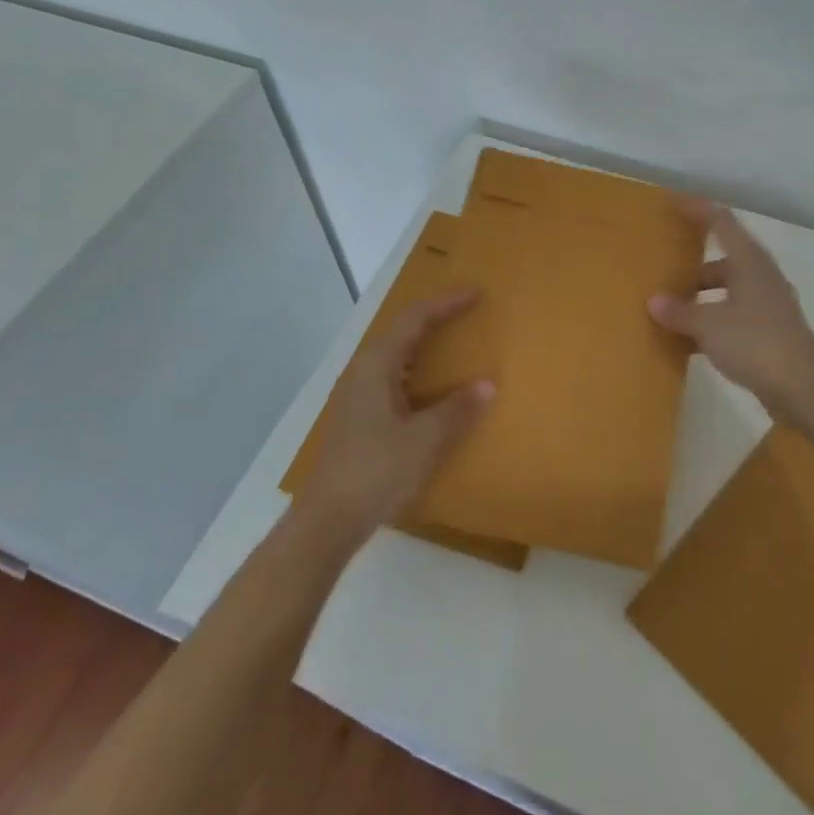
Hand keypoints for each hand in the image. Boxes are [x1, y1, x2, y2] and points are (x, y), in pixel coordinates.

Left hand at [298, 289, 494, 537]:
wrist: (326, 521)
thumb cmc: (376, 471)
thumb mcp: (424, 439)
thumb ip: (457, 409)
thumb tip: (487, 384)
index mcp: (377, 365)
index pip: (414, 319)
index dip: (446, 303)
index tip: (476, 293)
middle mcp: (364, 372)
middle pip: (402, 331)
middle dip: (434, 318)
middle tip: (468, 312)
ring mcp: (358, 395)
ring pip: (396, 355)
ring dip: (425, 344)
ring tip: (455, 342)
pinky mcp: (359, 417)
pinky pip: (394, 377)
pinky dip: (418, 370)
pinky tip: (434, 389)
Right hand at [648, 202, 813, 422]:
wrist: (803, 387)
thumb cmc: (755, 341)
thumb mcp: (708, 325)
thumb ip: (680, 311)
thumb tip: (654, 301)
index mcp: (749, 261)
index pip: (721, 222)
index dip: (698, 209)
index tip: (673, 203)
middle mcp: (761, 276)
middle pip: (724, 258)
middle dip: (694, 262)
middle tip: (665, 266)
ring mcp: (768, 304)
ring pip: (729, 288)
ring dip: (702, 294)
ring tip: (671, 306)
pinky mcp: (770, 332)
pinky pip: (734, 314)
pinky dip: (713, 319)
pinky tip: (690, 339)